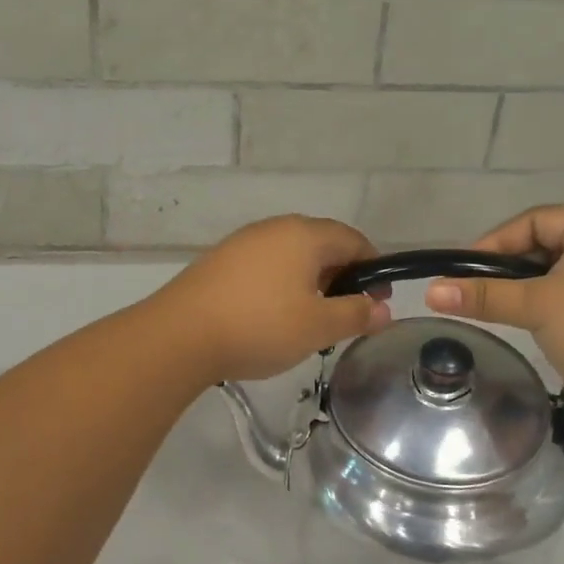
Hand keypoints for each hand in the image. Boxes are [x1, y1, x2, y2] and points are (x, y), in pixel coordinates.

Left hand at [151, 216, 392, 382]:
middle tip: (345, 312)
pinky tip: (272, 314)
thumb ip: (356, 315)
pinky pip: (264, 265)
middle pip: (321, 244)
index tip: (377, 301)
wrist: (180, 335)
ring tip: (310, 317)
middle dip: (341, 275)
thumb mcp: (318, 327)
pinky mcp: (220, 261)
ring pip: (290, 255)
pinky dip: (280, 284)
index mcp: (304, 235)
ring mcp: (243, 242)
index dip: (373, 268)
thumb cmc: (260, 326)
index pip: (353, 240)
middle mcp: (274, 228)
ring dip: (309, 281)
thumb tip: (383, 309)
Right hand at [425, 205, 563, 408]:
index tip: (463, 272)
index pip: (536, 220)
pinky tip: (537, 325)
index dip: (495, 242)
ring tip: (503, 310)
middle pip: (549, 243)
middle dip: (511, 267)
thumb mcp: (536, 307)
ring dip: (530, 288)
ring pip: (563, 271)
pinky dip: (553, 303)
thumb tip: (429, 292)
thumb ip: (482, 295)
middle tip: (479, 293)